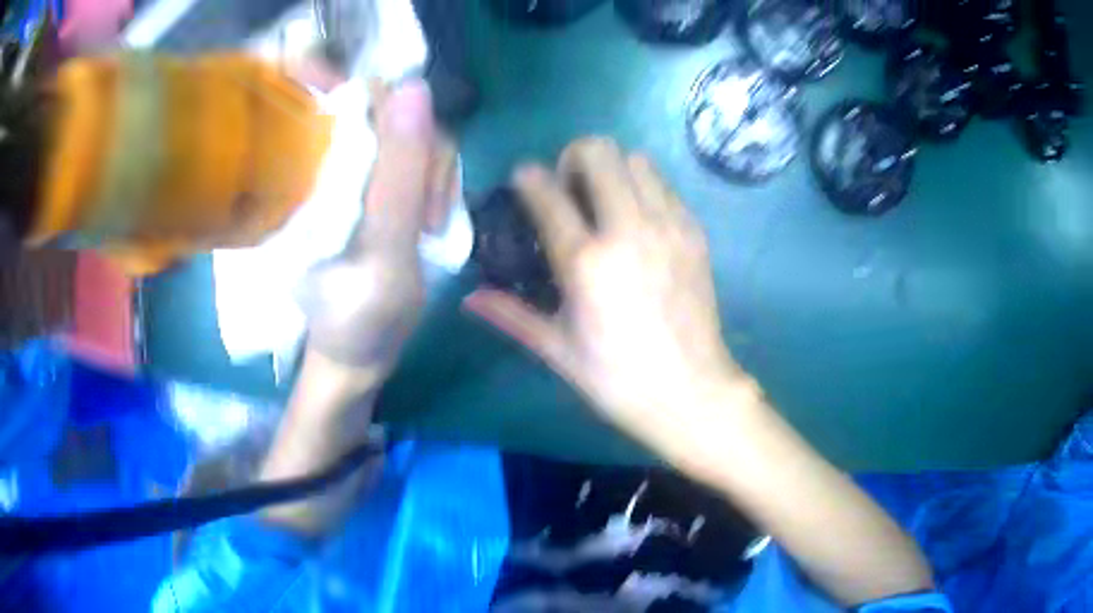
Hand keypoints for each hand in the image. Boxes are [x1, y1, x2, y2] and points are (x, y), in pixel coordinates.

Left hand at [299, 79, 454, 377]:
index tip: (403, 143)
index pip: (342, 91)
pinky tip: (430, 219)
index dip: (378, 93)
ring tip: (428, 225)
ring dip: (433, 173)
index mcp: (310, 167)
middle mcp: (331, 157)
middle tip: (424, 212)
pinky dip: (436, 182)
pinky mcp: (381, 184)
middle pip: (391, 109)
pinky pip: (421, 156)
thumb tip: (416, 87)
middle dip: (422, 152)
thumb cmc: (359, 314)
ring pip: (413, 132)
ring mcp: (360, 169)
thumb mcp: (385, 249)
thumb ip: (400, 172)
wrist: (359, 352)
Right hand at [464, 137, 742, 448]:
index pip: (546, 192)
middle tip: (570, 187)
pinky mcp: (693, 232)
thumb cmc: (617, 378)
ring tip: (606, 200)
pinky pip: (664, 184)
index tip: (524, 181)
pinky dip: (644, 187)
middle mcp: (627, 230)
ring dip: (613, 169)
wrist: (691, 391)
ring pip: (635, 158)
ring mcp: (666, 226)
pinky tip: (638, 220)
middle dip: (573, 157)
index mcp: (585, 261)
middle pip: (597, 152)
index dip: (527, 177)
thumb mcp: (557, 349)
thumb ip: (511, 315)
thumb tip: (469, 298)